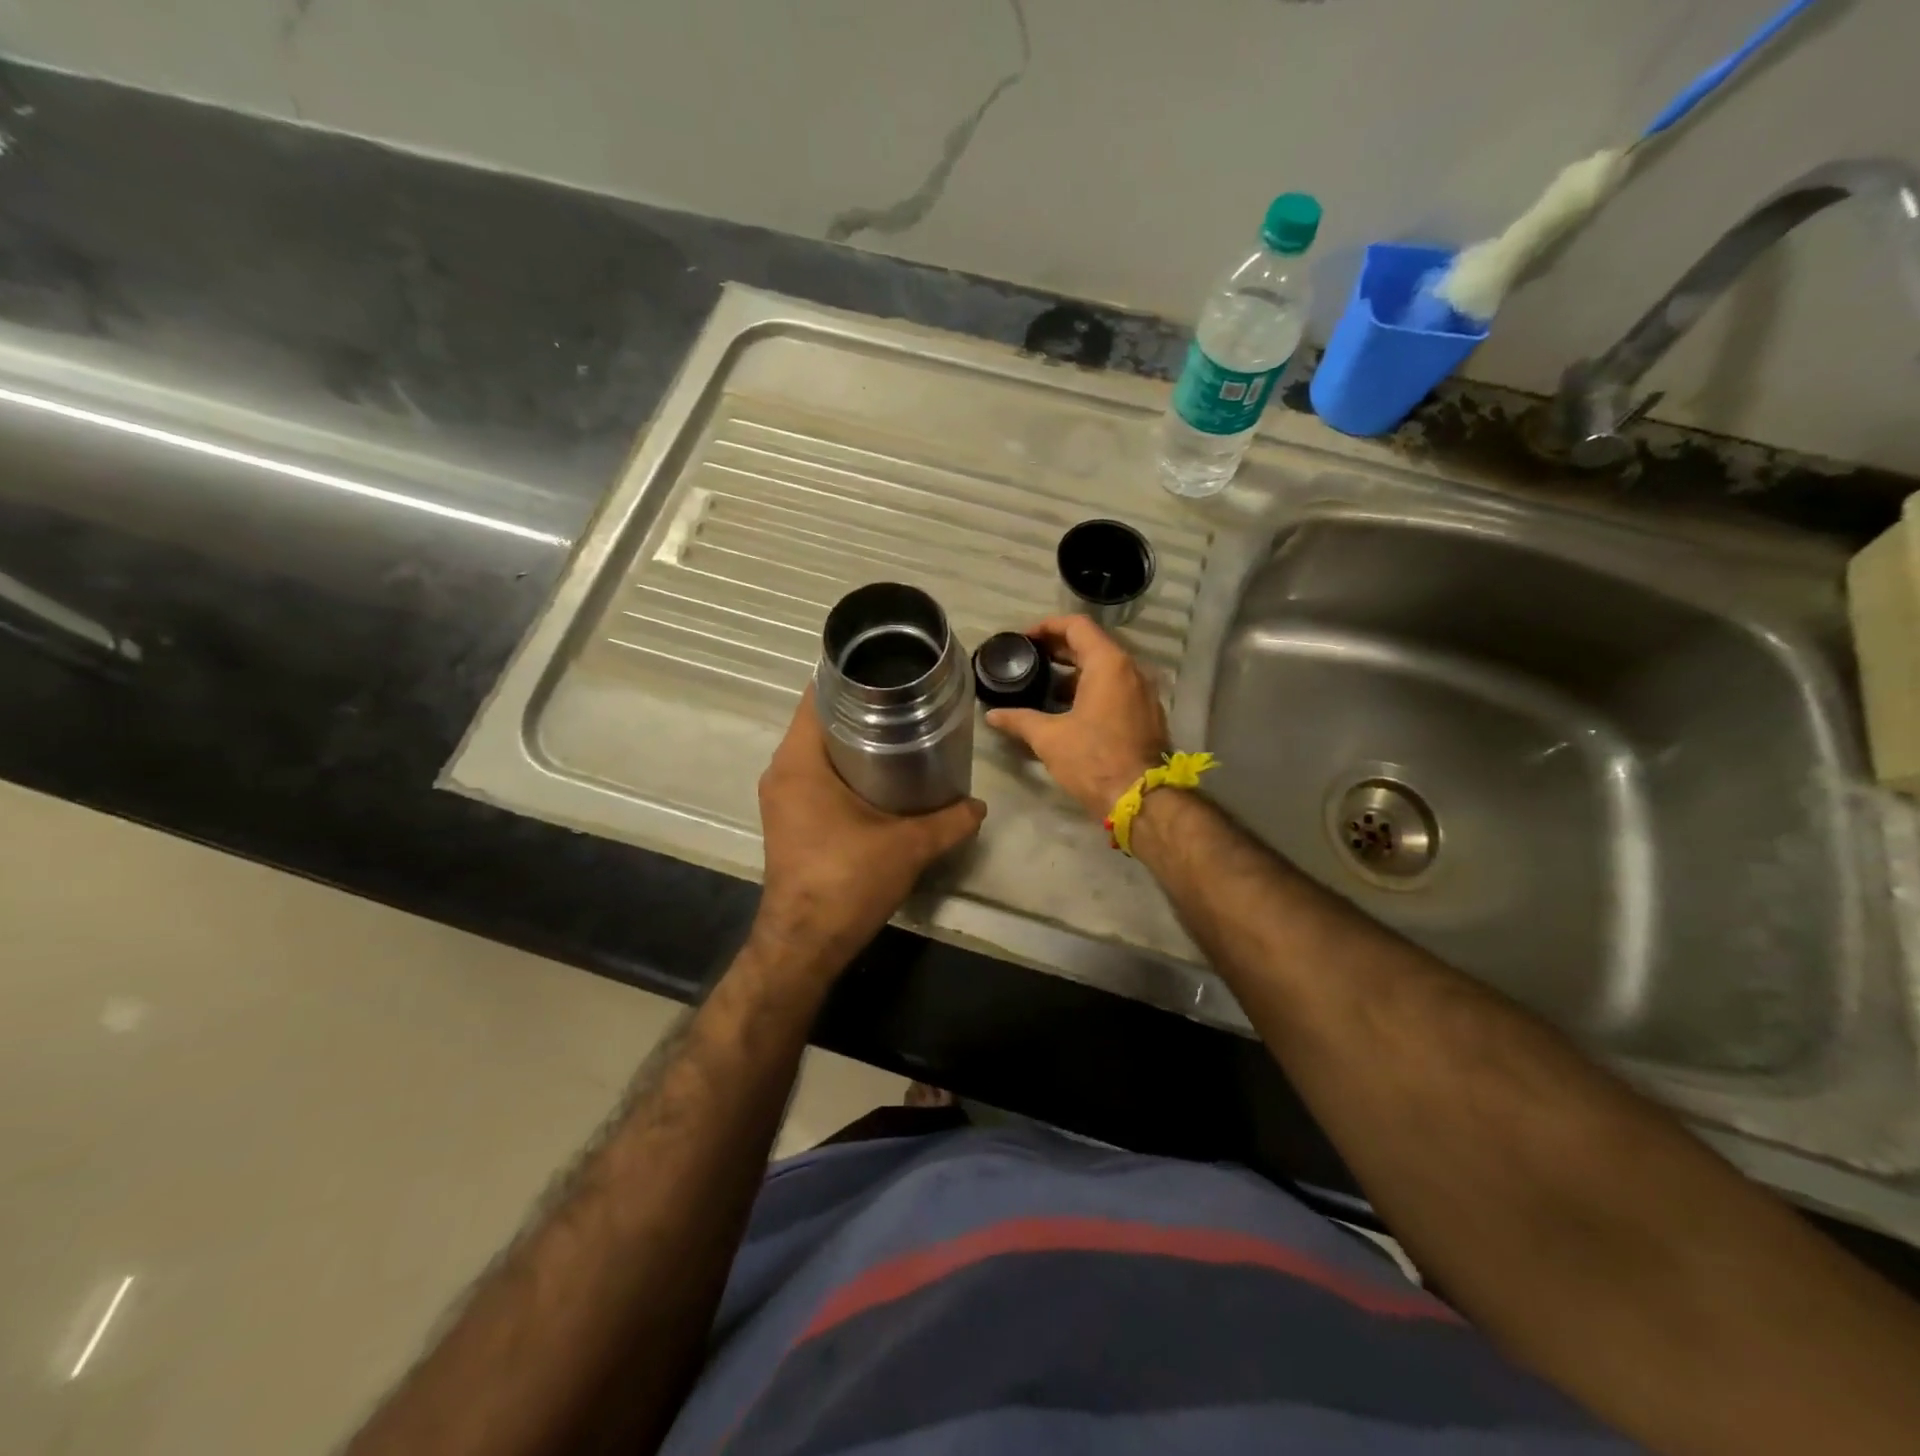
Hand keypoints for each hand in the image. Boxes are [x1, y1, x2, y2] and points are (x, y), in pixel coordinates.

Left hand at [755, 688, 986, 972]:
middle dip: (861, 708)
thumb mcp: (908, 846)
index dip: (851, 677)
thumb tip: (979, 806)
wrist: (805, 943)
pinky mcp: (788, 819)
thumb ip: (949, 821)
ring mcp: (781, 797)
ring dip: (852, 740)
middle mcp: (782, 772)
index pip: (817, 696)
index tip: (888, 670)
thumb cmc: (847, 882)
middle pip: (819, 721)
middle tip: (906, 701)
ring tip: (900, 732)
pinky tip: (880, 776)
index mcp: (799, 763)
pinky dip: (843, 768)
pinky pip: (814, 776)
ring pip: (817, 750)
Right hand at [985, 615, 1169, 819]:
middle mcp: (1132, 670)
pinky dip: (1093, 688)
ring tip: (1045, 685)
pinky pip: (1118, 687)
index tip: (1024, 638)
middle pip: (1092, 645)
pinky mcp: (1148, 713)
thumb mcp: (1049, 738)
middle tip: (1029, 659)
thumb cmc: (1094, 759)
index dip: (1047, 626)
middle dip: (1059, 649)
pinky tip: (1070, 708)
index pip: (1077, 626)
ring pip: (1106, 668)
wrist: (1142, 798)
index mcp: (1109, 664)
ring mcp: (1144, 692)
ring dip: (1076, 671)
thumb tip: (992, 715)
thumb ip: (1019, 720)